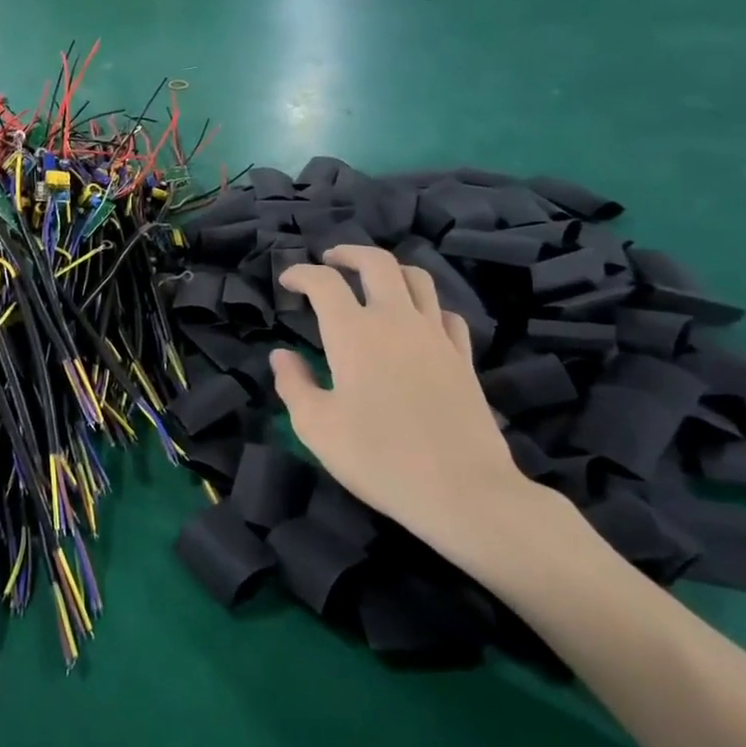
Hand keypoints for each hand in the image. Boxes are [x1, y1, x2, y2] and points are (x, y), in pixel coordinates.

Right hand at [270, 245, 543, 567]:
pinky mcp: (463, 358)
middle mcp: (395, 321)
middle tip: (330, 261)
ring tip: (373, 281)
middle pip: (376, 263)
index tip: (288, 281)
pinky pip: (445, 314)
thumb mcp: (316, 427)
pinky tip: (417, 321)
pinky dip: (426, 306)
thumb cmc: (378, 458)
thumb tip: (281, 356)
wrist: (464, 493)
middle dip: (348, 254)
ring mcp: (435, 337)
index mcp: (353, 333)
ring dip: (390, 270)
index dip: (301, 274)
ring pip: (417, 279)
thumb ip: (293, 384)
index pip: (323, 282)